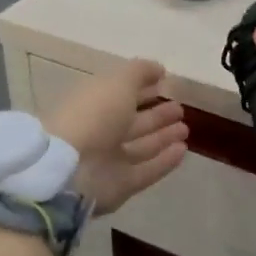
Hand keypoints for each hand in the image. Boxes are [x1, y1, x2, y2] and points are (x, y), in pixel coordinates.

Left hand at [44, 59, 189, 213]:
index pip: (121, 94)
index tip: (165, 83)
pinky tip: (183, 149)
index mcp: (93, 103)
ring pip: (141, 147)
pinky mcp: (120, 185)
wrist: (71, 169)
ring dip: (163, 137)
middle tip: (180, 109)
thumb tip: (159, 69)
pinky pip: (147, 170)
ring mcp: (109, 161)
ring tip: (185, 128)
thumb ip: (140, 72)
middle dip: (156, 115)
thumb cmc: (93, 116)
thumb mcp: (118, 82)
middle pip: (132, 122)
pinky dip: (165, 161)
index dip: (142, 88)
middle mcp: (100, 132)